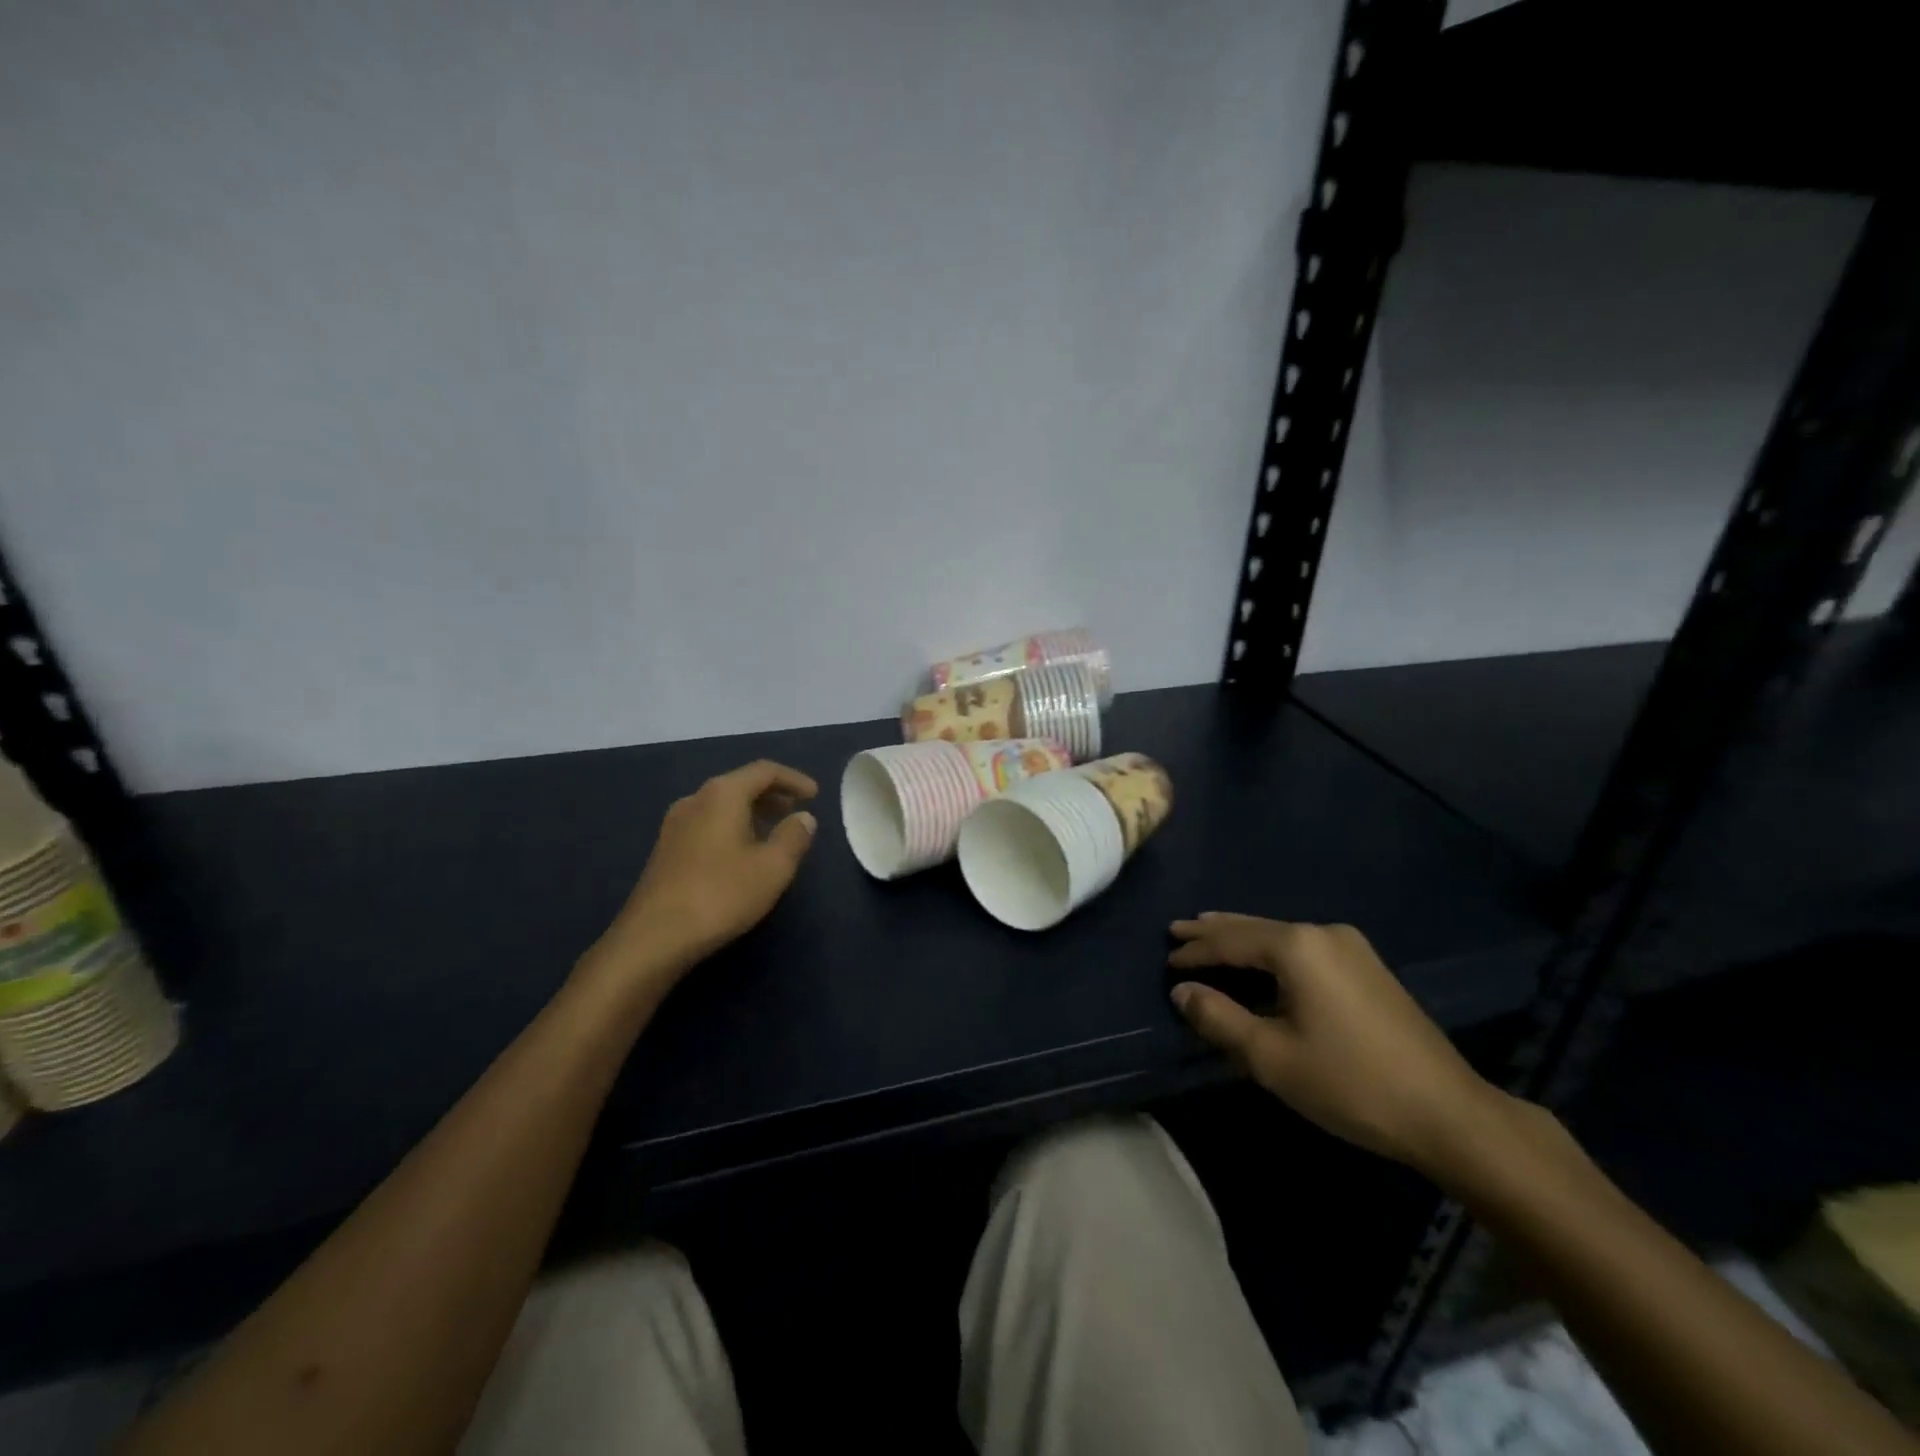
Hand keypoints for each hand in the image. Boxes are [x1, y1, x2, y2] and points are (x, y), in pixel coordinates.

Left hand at [592, 760, 818, 986]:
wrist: (654, 937)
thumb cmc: (721, 895)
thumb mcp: (772, 868)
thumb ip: (793, 837)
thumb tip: (803, 817)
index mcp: (722, 795)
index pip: (764, 771)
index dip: (793, 778)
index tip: (815, 795)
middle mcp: (695, 799)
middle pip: (740, 784)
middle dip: (772, 794)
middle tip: (796, 810)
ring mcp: (675, 824)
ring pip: (722, 805)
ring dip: (752, 812)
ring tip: (774, 832)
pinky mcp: (666, 849)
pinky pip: (707, 823)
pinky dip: (732, 826)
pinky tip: (742, 853)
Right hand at [1169, 914, 1508, 1175]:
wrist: (1448, 1112)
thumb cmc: (1350, 1082)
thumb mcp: (1271, 1057)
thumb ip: (1220, 1018)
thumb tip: (1182, 992)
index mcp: (1297, 947)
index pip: (1230, 941)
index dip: (1195, 951)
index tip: (1166, 959)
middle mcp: (1323, 933)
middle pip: (1254, 928)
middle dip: (1214, 931)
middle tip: (1178, 930)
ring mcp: (1351, 947)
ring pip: (1280, 935)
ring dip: (1243, 938)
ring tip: (1209, 933)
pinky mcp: (1368, 967)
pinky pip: (1303, 948)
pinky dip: (1271, 950)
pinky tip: (1261, 957)